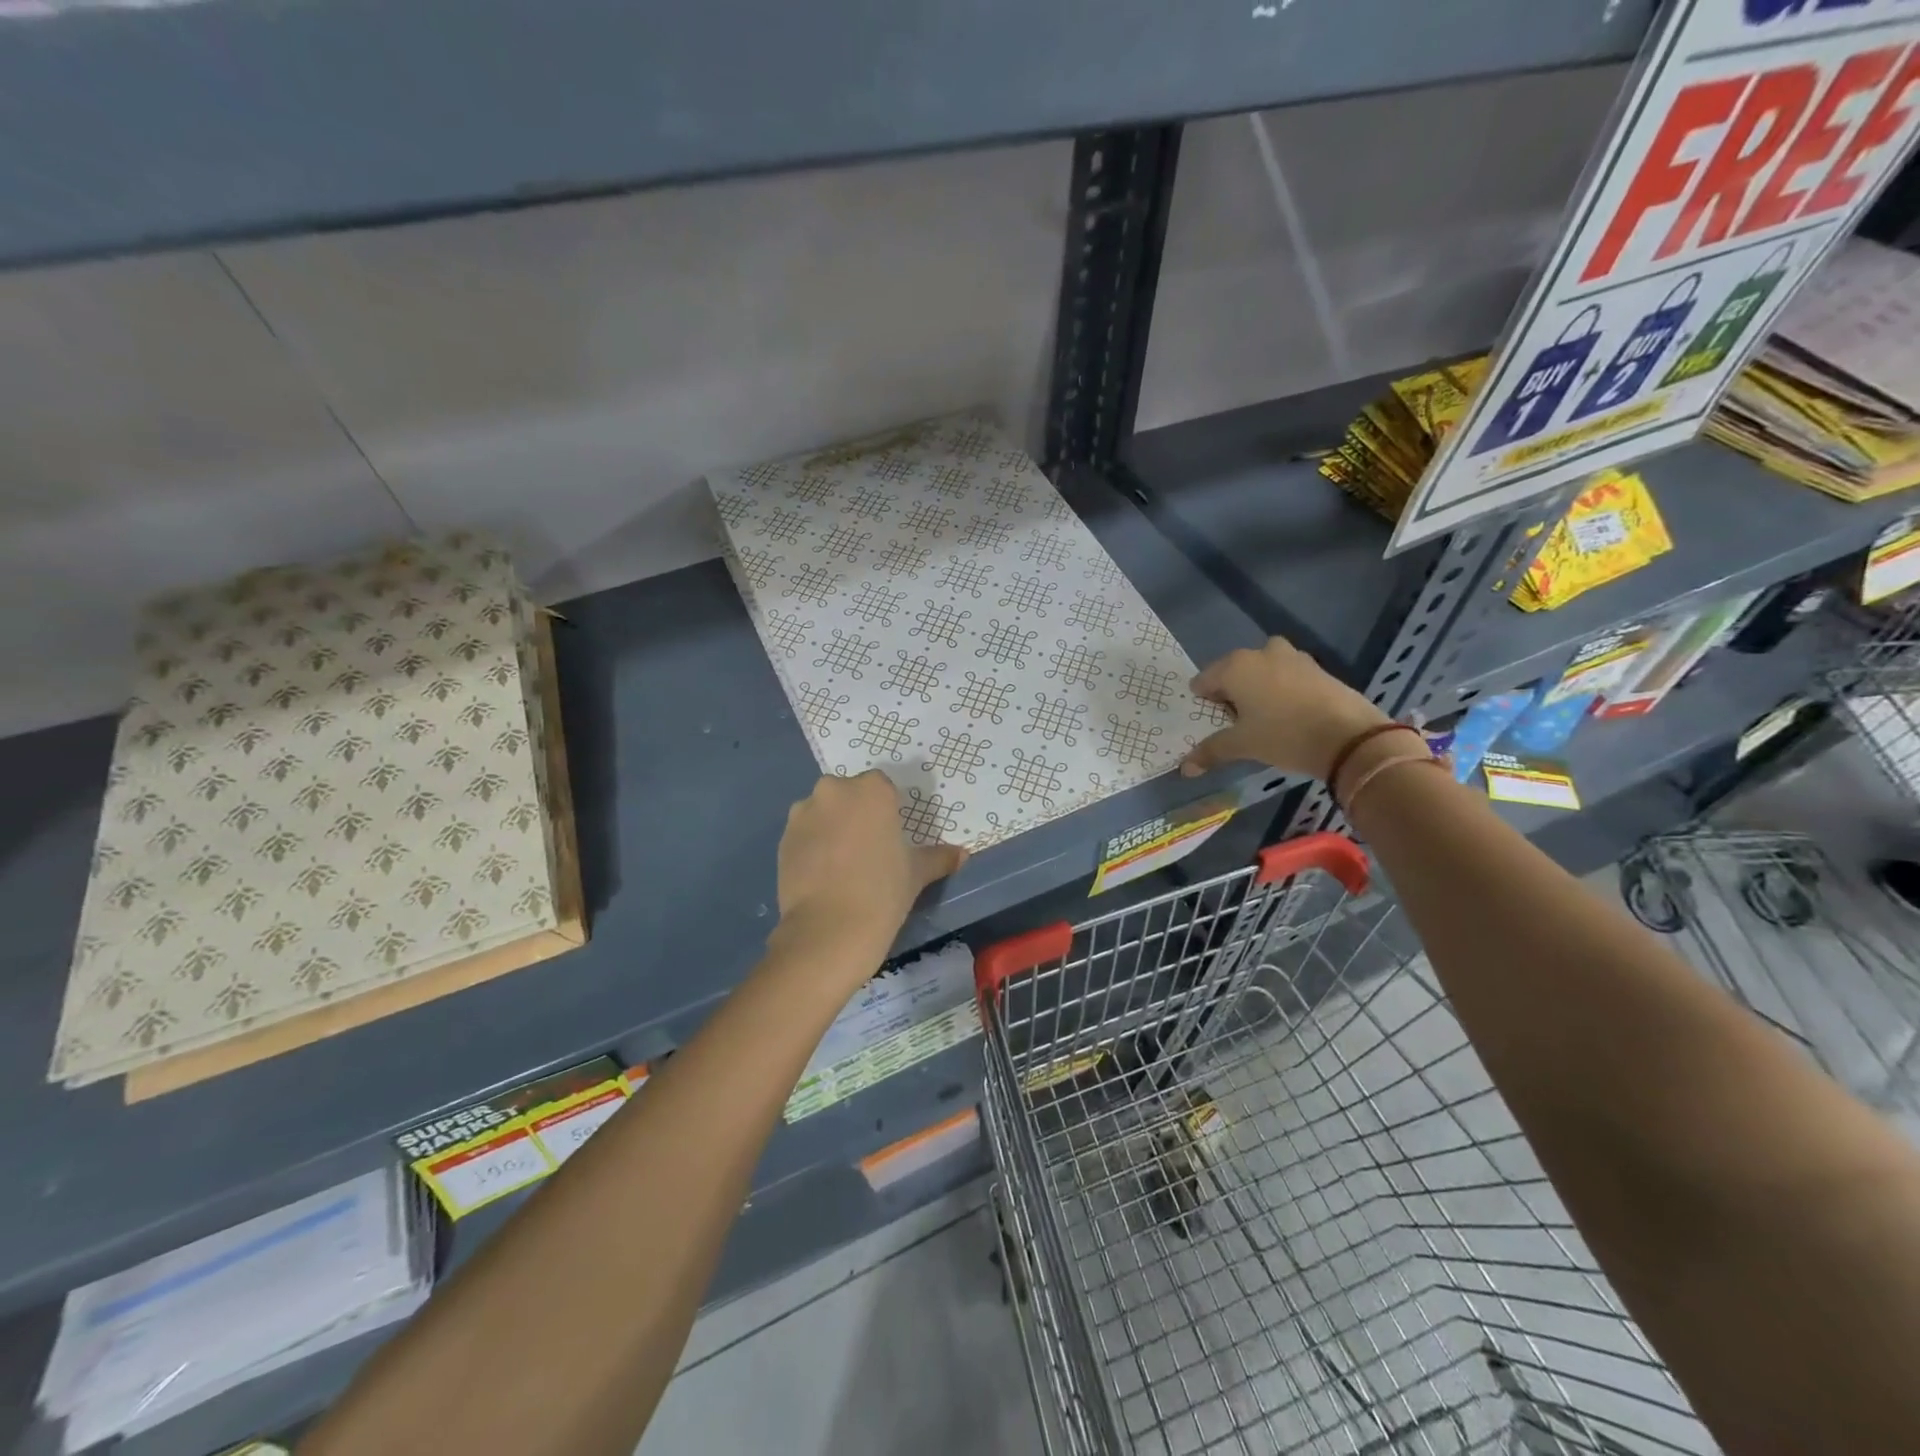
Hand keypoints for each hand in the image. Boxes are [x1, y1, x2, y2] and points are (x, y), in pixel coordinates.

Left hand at [773, 771, 966, 961]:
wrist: (829, 930)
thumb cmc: (883, 892)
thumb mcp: (917, 873)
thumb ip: (938, 857)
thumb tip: (962, 854)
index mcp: (871, 790)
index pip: (882, 787)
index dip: (887, 810)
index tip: (890, 836)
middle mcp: (834, 790)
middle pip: (849, 795)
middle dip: (856, 814)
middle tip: (868, 850)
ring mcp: (803, 813)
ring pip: (823, 812)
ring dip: (831, 828)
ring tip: (841, 865)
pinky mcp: (783, 838)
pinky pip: (804, 834)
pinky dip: (812, 846)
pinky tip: (823, 875)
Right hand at [1180, 638, 1390, 780]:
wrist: (1349, 737)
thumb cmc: (1283, 735)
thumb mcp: (1242, 745)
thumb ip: (1211, 751)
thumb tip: (1184, 768)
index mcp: (1235, 666)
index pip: (1204, 680)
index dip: (1204, 701)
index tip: (1212, 721)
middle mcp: (1261, 653)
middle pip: (1234, 671)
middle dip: (1232, 691)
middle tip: (1236, 720)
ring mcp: (1293, 657)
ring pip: (1263, 669)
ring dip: (1258, 687)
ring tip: (1263, 716)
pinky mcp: (1317, 668)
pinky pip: (1287, 675)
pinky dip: (1282, 689)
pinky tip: (1290, 714)